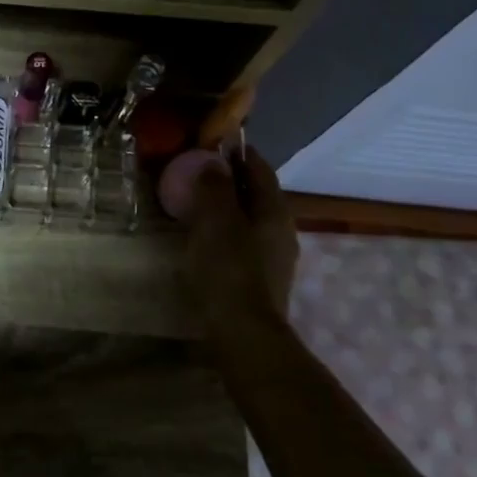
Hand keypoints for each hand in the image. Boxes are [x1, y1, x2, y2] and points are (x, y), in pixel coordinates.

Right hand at [186, 148, 298, 326]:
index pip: (259, 168)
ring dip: (227, 206)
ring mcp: (274, 257)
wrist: (244, 334)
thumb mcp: (215, 221)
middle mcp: (281, 230)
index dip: (238, 152)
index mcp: (274, 210)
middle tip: (197, 171)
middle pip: (257, 193)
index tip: (212, 141)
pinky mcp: (261, 279)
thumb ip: (215, 188)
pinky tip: (203, 238)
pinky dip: (225, 231)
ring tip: (195, 203)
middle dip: (231, 179)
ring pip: (250, 219)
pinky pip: (243, 241)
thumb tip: (213, 161)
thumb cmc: (229, 270)